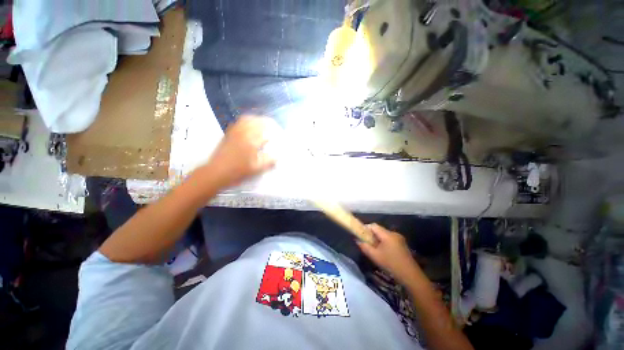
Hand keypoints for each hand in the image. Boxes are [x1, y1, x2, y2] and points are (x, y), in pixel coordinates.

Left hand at [204, 116, 280, 188]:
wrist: (217, 172)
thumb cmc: (238, 171)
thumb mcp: (257, 169)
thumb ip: (270, 160)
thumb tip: (279, 155)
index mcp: (252, 140)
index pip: (268, 131)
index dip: (277, 133)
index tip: (282, 137)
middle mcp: (244, 132)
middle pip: (260, 121)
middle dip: (271, 124)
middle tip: (277, 130)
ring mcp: (236, 130)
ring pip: (251, 118)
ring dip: (261, 120)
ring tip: (267, 125)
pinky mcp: (230, 132)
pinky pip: (241, 121)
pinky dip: (250, 120)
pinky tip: (253, 125)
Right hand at [357, 224, 419, 284]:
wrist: (411, 275)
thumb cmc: (391, 264)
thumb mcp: (375, 256)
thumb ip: (364, 247)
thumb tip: (357, 240)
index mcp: (387, 235)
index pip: (373, 225)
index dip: (365, 228)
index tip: (361, 235)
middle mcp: (393, 233)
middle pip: (379, 230)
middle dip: (371, 235)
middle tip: (367, 243)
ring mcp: (399, 238)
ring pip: (384, 234)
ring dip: (378, 239)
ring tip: (374, 248)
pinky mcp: (402, 244)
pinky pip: (390, 239)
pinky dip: (384, 242)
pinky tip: (384, 252)